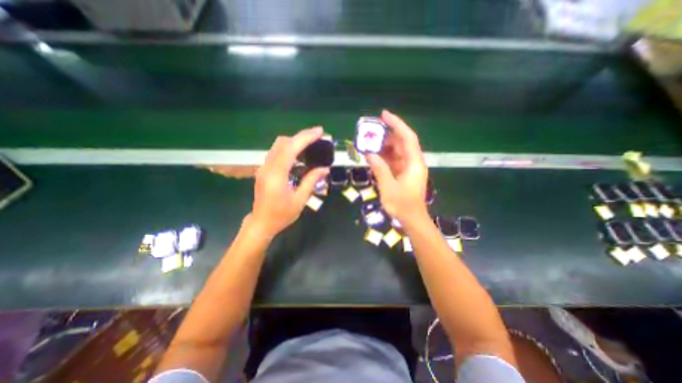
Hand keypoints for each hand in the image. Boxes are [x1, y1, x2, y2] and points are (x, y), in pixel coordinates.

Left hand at [250, 127, 328, 236]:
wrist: (261, 223)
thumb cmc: (281, 215)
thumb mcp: (300, 200)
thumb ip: (311, 181)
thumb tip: (325, 169)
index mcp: (277, 175)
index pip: (291, 149)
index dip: (306, 138)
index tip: (320, 132)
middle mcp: (268, 167)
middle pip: (283, 142)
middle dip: (301, 136)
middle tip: (318, 136)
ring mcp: (264, 167)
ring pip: (278, 145)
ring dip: (295, 141)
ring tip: (311, 143)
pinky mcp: (264, 170)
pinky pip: (277, 152)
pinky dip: (289, 148)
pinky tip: (300, 154)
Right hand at [368, 111, 424, 220]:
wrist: (412, 220)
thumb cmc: (402, 205)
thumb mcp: (388, 187)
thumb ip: (379, 168)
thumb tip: (369, 154)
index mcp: (414, 162)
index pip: (407, 137)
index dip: (396, 124)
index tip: (383, 115)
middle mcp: (413, 162)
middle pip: (401, 143)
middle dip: (386, 136)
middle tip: (370, 132)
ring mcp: (408, 168)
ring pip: (396, 152)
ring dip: (383, 148)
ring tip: (368, 144)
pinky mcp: (403, 174)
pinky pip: (393, 161)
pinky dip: (383, 158)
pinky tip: (373, 157)